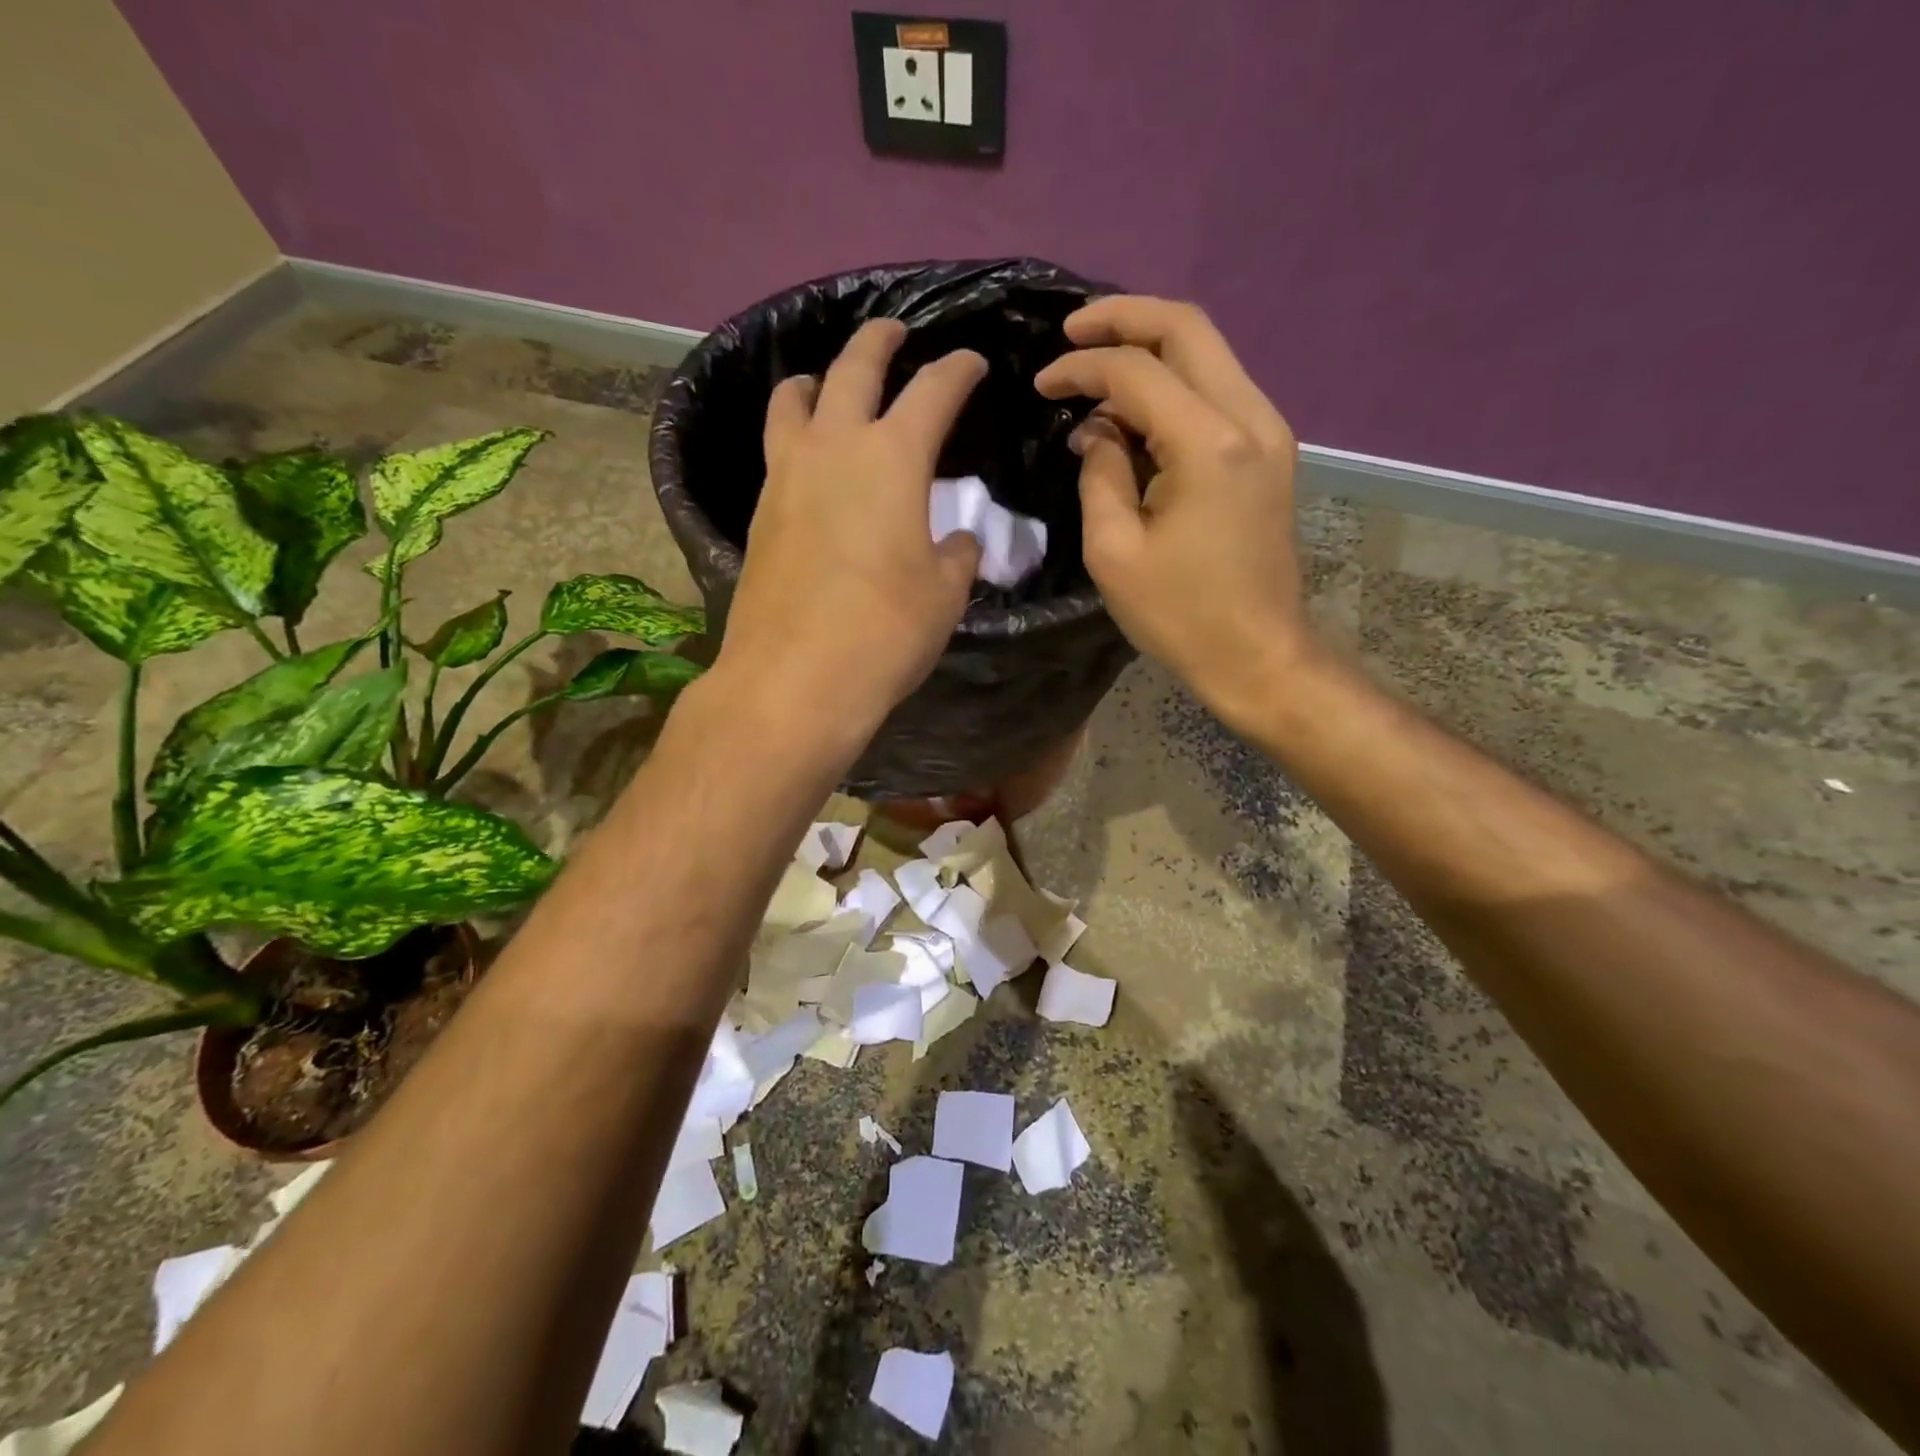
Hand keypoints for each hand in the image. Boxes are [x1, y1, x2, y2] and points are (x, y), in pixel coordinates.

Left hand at [718, 319, 985, 735]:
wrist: (795, 679)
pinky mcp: (759, 510)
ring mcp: (786, 475)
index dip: (958, 370)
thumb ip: (956, 554)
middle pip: (854, 367)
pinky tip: (809, 457)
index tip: (973, 363)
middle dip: (880, 341)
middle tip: (896, 332)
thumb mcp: (944, 594)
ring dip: (819, 379)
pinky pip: (777, 447)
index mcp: (892, 458)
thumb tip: (958, 539)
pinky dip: (796, 432)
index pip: (933, 391)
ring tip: (829, 383)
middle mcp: (833, 447)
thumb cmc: (885, 632)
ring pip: (794, 399)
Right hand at [1034, 297, 1312, 724]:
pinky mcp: (1269, 452)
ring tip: (1095, 368)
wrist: (1258, 654)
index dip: (1083, 367)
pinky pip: (1217, 390)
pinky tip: (1134, 409)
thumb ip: (1100, 474)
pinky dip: (1173, 384)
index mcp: (1209, 444)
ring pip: (1208, 353)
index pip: (1138, 371)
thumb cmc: (1180, 614)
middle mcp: (1250, 417)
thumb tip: (1096, 431)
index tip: (1042, 384)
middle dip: (1124, 318)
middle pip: (1188, 328)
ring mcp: (1268, 431)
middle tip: (1072, 330)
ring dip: (1150, 349)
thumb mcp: (1115, 551)